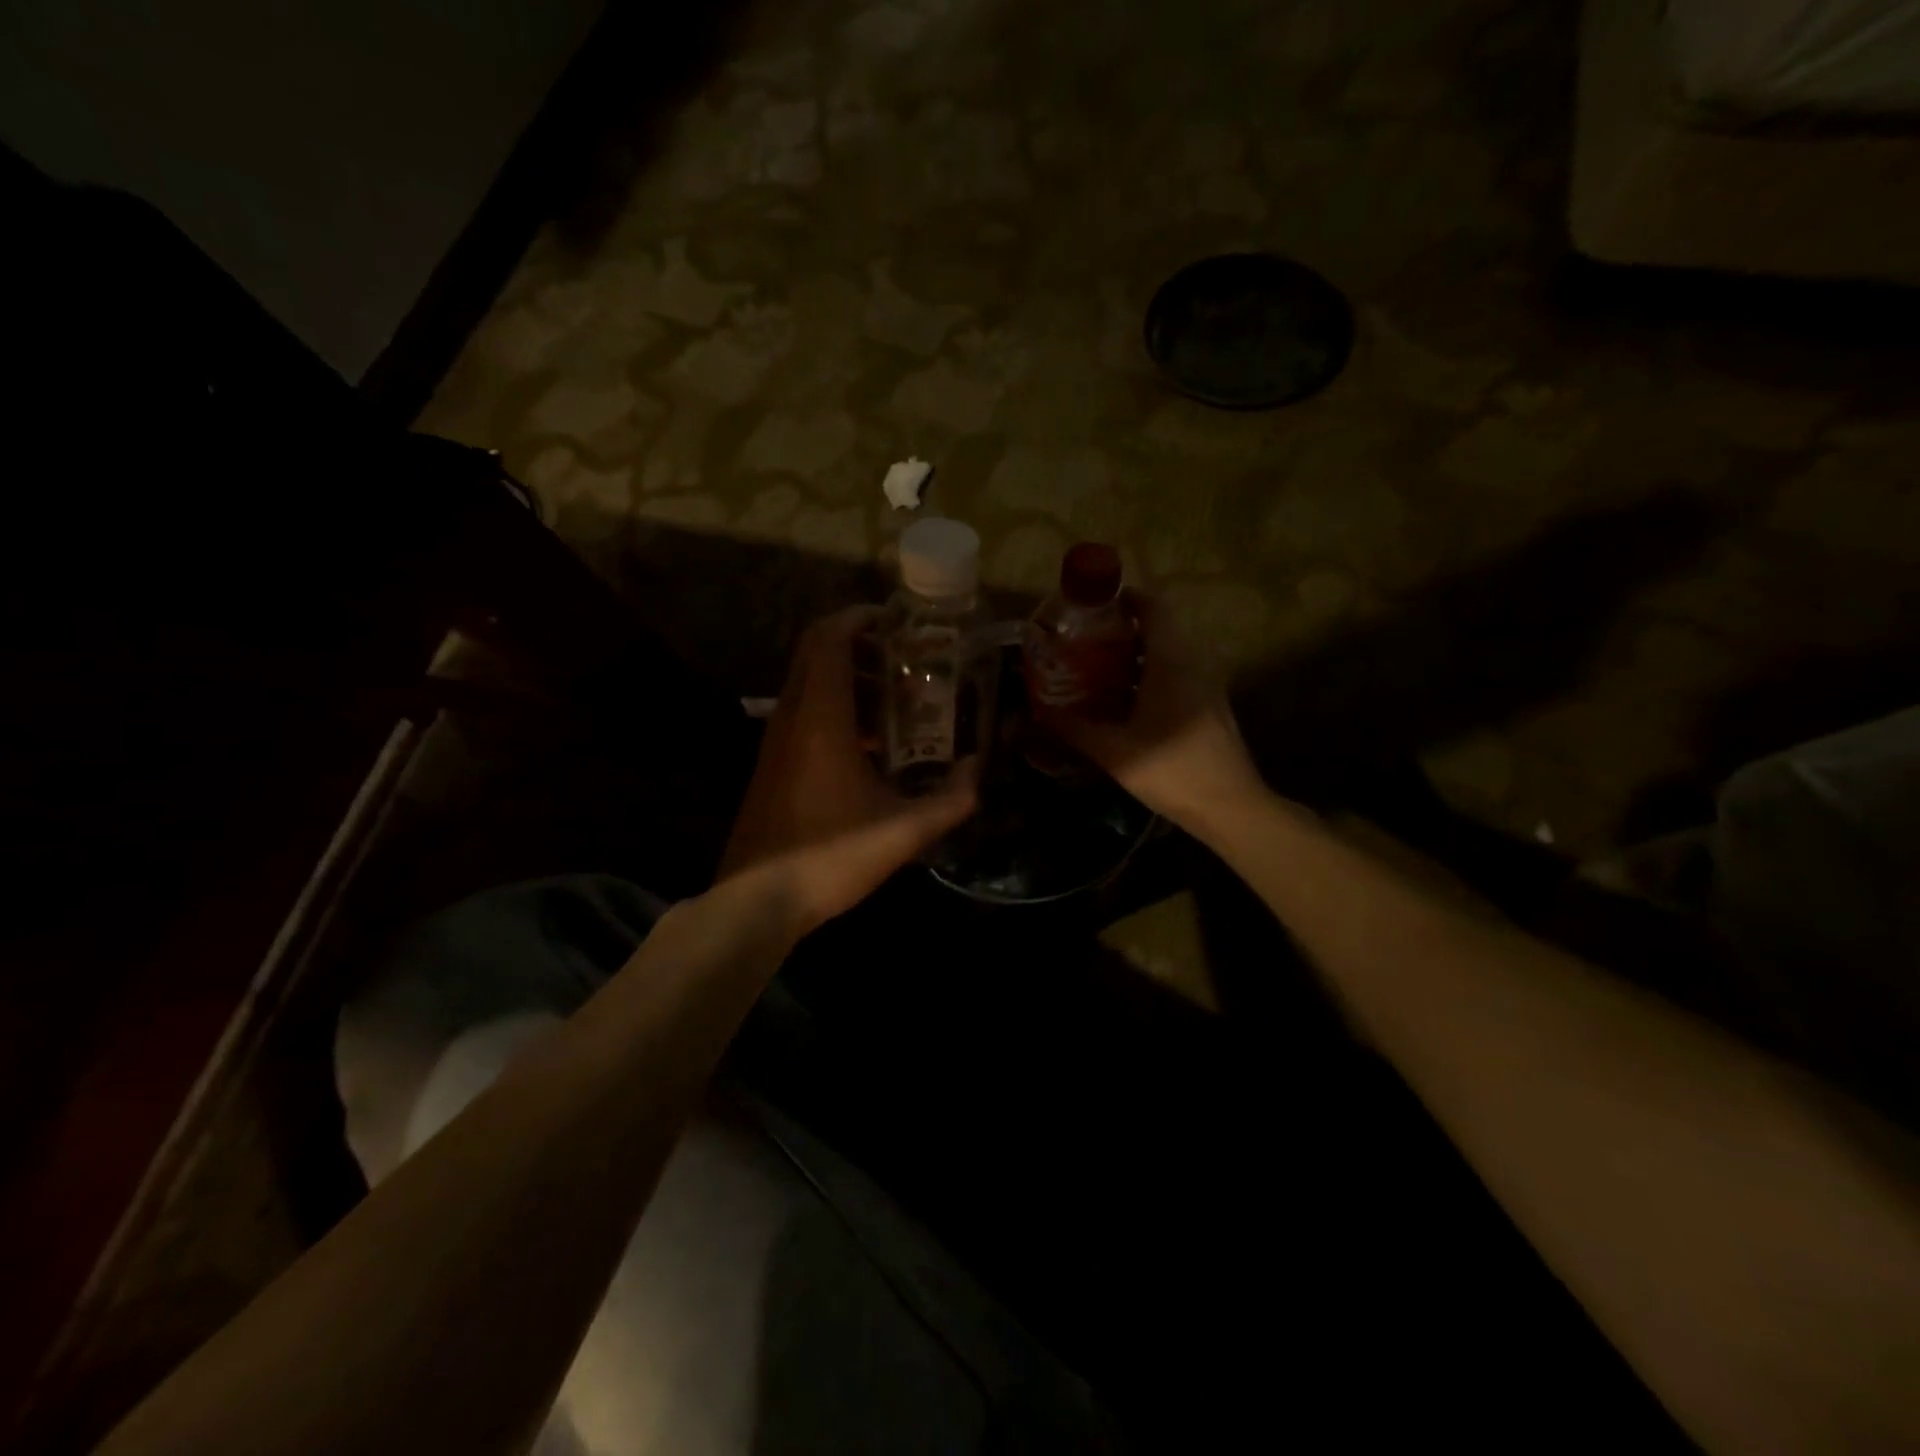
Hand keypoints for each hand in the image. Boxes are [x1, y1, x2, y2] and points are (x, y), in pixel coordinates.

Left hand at [718, 607, 978, 933]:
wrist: (757, 900)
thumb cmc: (831, 855)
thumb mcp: (903, 831)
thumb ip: (950, 800)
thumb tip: (975, 771)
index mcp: (820, 717)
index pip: (828, 638)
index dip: (859, 618)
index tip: (898, 622)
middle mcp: (792, 717)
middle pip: (816, 653)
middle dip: (861, 645)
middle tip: (906, 658)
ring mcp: (777, 740)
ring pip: (809, 683)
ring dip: (850, 679)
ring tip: (898, 701)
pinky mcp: (773, 763)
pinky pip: (804, 712)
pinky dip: (837, 708)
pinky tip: (873, 745)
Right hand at [1052, 597, 1267, 831]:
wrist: (1229, 807)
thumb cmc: (1170, 769)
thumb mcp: (1113, 750)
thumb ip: (1072, 728)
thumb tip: (1034, 715)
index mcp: (1171, 662)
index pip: (1154, 608)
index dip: (1126, 599)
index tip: (1093, 606)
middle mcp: (1194, 664)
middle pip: (1159, 629)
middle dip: (1122, 630)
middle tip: (1085, 642)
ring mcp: (1207, 685)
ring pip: (1170, 654)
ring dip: (1136, 656)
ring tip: (1098, 670)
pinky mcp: (1211, 706)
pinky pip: (1179, 675)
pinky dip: (1152, 676)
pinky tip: (1126, 702)